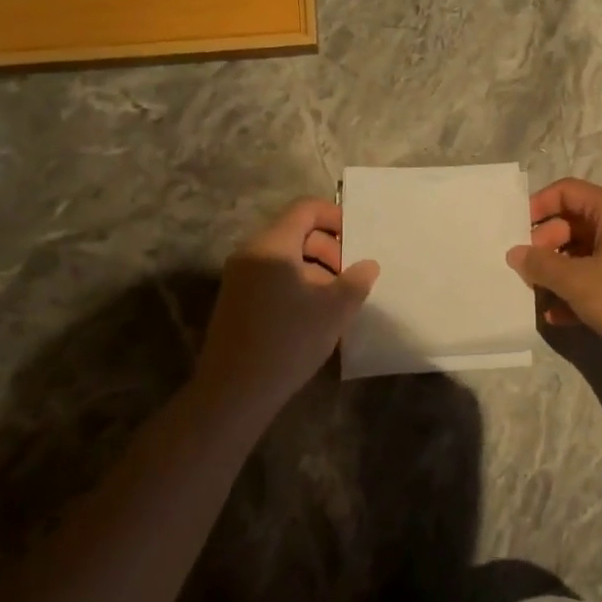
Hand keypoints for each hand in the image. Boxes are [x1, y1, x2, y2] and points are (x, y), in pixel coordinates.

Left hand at [191, 199, 379, 405]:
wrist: (233, 392)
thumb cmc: (288, 342)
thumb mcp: (333, 311)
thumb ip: (355, 281)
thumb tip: (368, 264)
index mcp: (273, 246)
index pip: (305, 209)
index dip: (335, 217)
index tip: (359, 239)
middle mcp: (251, 253)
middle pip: (295, 232)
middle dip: (329, 248)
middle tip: (352, 276)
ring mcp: (240, 277)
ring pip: (285, 257)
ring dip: (315, 269)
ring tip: (337, 299)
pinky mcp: (236, 300)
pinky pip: (272, 277)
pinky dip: (297, 284)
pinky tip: (314, 314)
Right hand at [506, 178, 601, 362]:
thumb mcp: (575, 280)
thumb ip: (540, 264)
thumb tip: (515, 254)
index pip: (567, 191)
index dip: (538, 205)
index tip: (516, 230)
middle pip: (571, 223)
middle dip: (544, 244)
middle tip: (524, 269)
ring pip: (581, 253)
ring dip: (556, 272)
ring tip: (534, 293)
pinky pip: (593, 278)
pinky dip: (574, 292)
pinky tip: (555, 316)